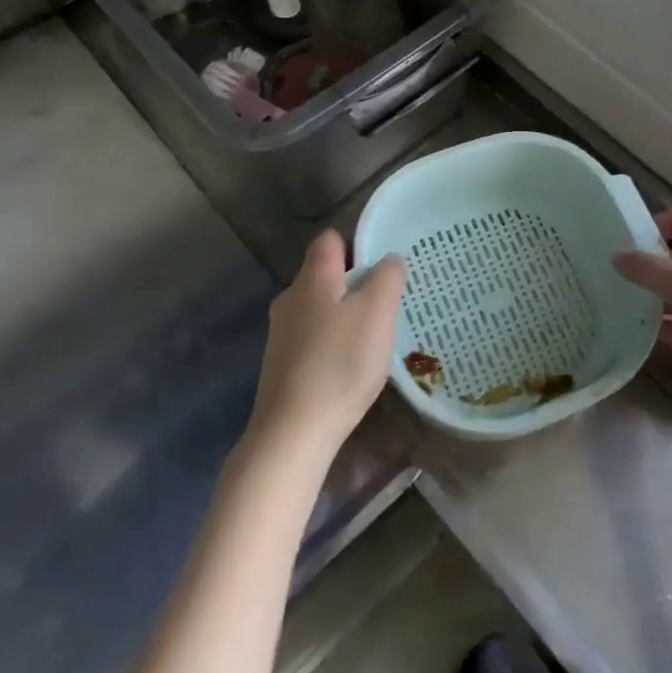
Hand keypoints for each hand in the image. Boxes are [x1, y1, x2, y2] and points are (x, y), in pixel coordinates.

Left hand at [248, 231, 404, 459]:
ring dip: (347, 315)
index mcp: (312, 278)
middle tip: (389, 301)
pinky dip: (335, 343)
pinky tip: (353, 366)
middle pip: (325, 274)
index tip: (385, 263)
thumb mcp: (377, 312)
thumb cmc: (340, 363)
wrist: (293, 433)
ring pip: (320, 308)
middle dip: (357, 283)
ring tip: (376, 335)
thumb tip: (390, 259)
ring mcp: (282, 334)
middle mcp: (290, 299)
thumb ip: (387, 278)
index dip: (358, 243)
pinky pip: (314, 339)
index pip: (331, 239)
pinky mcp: (282, 366)